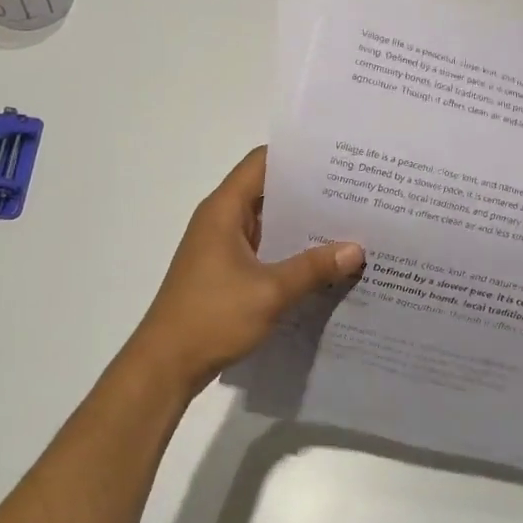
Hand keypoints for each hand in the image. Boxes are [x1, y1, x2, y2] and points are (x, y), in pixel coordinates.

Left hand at [130, 148, 364, 390]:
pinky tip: (325, 264)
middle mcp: (222, 221)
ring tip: (350, 225)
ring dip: (303, 225)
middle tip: (356, 194)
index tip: (336, 158)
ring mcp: (223, 248)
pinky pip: (266, 250)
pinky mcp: (226, 273)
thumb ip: (314, 268)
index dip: (297, 155)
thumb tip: (357, 249)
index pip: (262, 162)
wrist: (166, 366)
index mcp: (224, 210)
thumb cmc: (212, 318)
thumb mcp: (270, 292)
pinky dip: (291, 251)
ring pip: (270, 224)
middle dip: (310, 193)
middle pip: (269, 191)